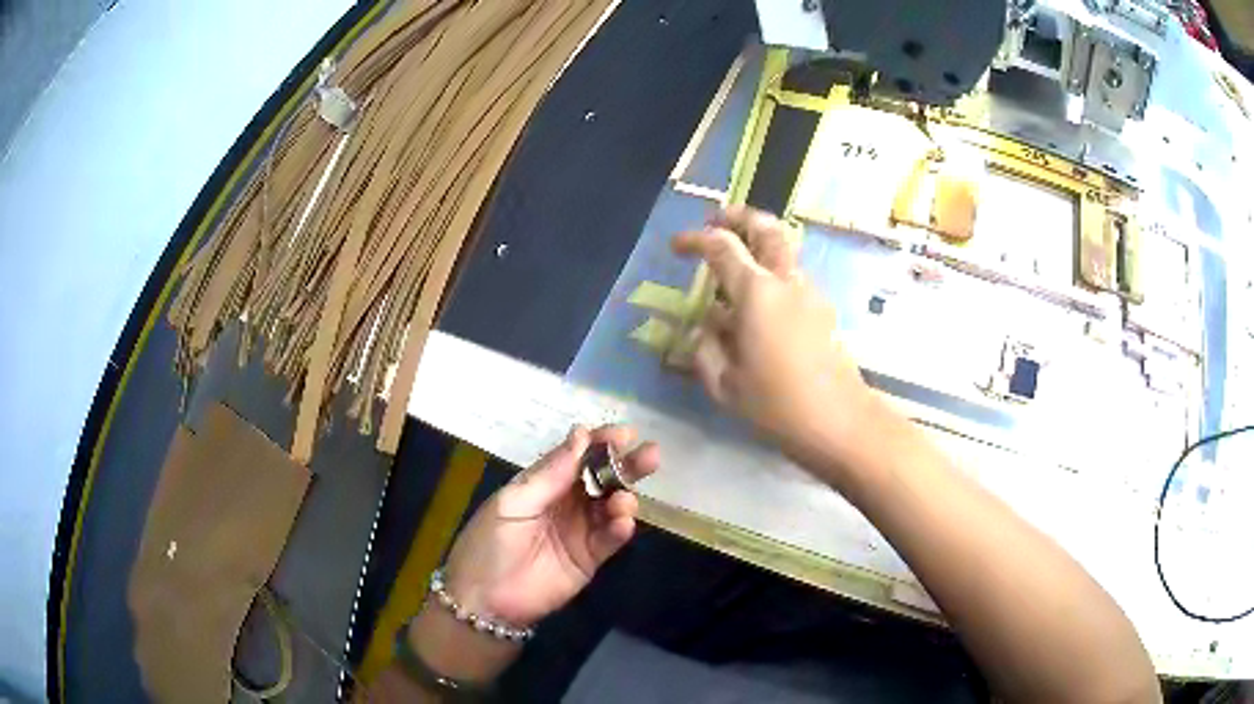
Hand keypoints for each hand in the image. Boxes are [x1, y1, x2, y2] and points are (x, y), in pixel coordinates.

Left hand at [441, 425, 658, 626]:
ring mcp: (580, 530)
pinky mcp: (590, 558)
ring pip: (611, 507)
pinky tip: (623, 523)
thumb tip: (581, 434)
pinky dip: (620, 529)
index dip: (600, 443)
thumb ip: (550, 474)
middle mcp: (566, 502)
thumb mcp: (513, 502)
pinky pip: (610, 539)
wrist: (485, 600)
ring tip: (624, 501)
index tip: (624, 434)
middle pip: (602, 478)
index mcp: (543, 483)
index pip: (577, 456)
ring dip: (623, 499)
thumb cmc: (489, 543)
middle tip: (651, 456)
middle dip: (626, 466)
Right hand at [671, 205, 874, 467]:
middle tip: (717, 220)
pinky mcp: (824, 311)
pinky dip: (771, 274)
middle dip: (740, 216)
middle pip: (767, 227)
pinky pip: (792, 278)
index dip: (695, 239)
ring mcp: (810, 294)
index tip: (676, 246)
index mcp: (756, 293)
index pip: (721, 246)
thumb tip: (705, 329)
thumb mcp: (725, 385)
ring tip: (734, 267)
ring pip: (784, 251)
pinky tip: (757, 308)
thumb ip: (706, 350)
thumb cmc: (778, 405)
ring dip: (758, 245)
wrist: (841, 423)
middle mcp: (786, 282)